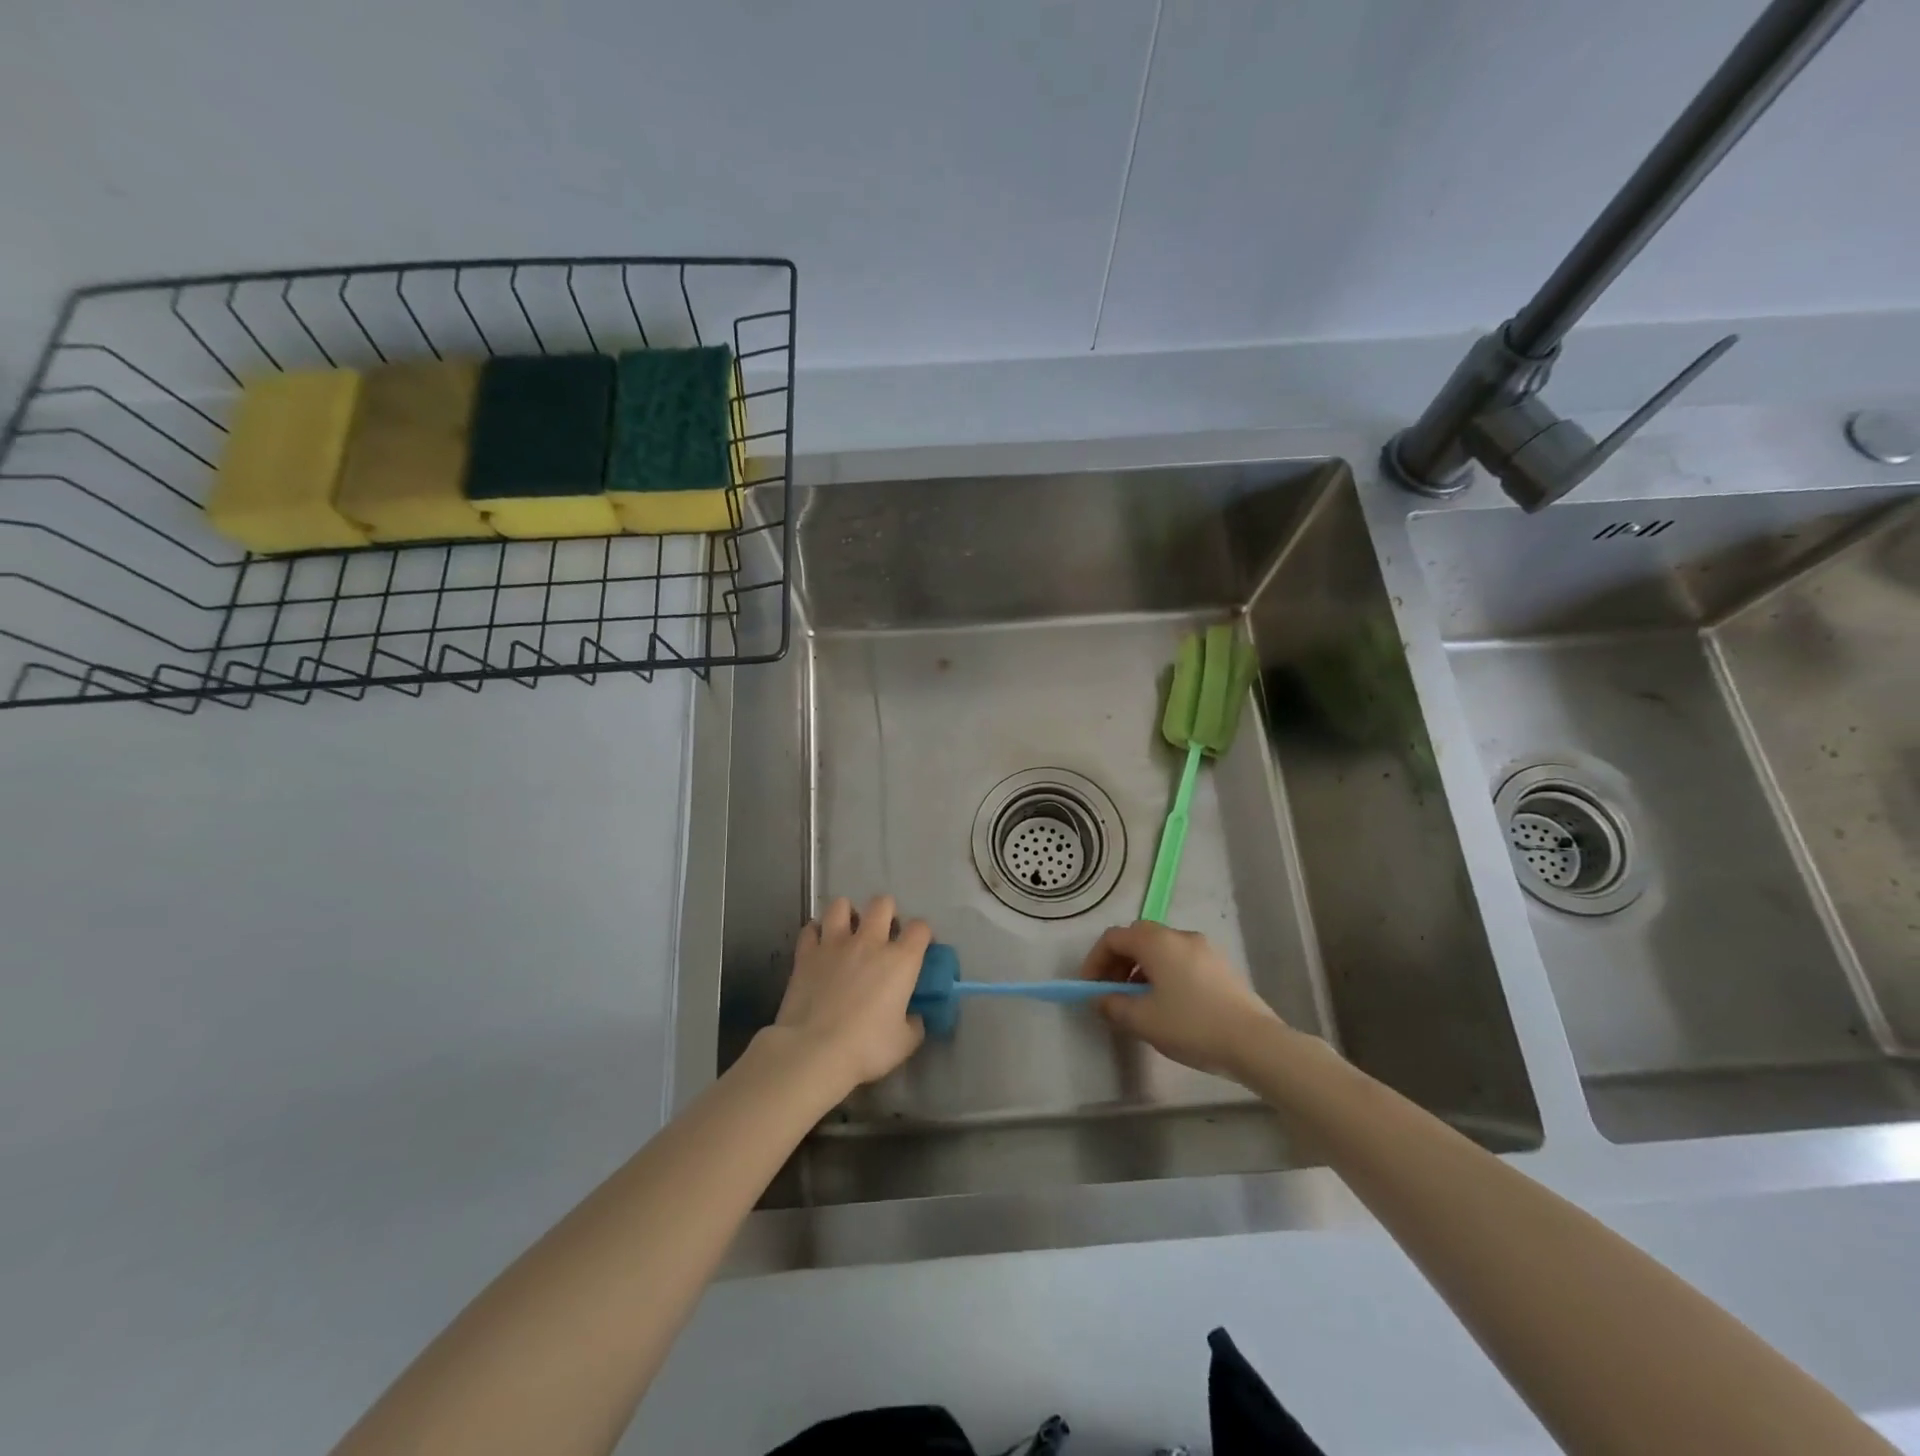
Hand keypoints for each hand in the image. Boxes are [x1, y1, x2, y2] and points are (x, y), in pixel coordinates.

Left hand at [771, 895, 929, 1092]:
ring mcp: (834, 944)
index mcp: (900, 960)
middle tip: (884, 934)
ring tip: (848, 932)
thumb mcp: (904, 1043)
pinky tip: (819, 946)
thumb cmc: (866, 1048)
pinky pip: (811, 929)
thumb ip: (915, 1024)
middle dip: (887, 913)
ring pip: (841, 905)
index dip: (923, 934)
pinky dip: (816, 934)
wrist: (813, 1051)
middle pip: (882, 904)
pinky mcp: (806, 954)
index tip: (920, 948)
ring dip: (847, 914)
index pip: (920, 928)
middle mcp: (869, 942)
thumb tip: (915, 1017)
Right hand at [1080, 921, 1286, 1080]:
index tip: (1090, 988)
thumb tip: (1099, 999)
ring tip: (1139, 1004)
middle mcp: (1179, 936)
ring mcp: (1204, 949)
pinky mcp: (1221, 967)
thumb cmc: (1191, 1025)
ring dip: (1141, 970)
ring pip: (1161, 950)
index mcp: (1156, 942)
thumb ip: (1113, 1006)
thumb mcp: (1143, 1020)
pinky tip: (1169, 1006)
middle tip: (1111, 993)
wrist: (1254, 1042)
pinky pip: (1181, 961)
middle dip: (1118, 964)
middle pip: (1137, 939)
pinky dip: (1164, 975)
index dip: (1094, 961)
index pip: (1113, 938)